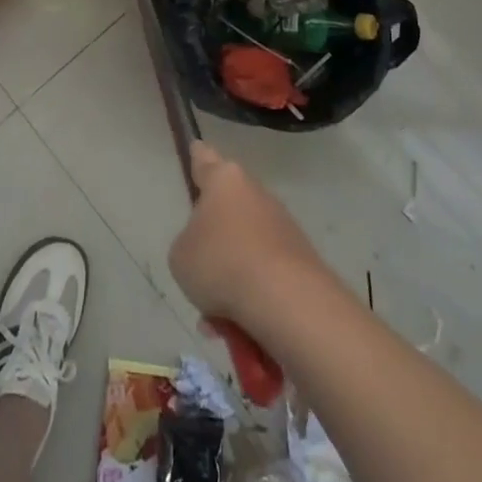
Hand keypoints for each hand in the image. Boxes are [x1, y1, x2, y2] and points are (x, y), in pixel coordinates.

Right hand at [169, 141, 330, 325]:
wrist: (287, 300)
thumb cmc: (222, 264)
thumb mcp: (180, 256)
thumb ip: (187, 244)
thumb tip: (206, 250)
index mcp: (224, 179)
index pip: (204, 158)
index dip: (197, 158)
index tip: (195, 152)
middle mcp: (255, 192)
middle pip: (228, 209)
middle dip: (215, 240)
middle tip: (199, 274)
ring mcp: (282, 224)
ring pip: (246, 247)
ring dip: (232, 276)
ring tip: (218, 319)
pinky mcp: (301, 256)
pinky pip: (265, 273)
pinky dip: (253, 296)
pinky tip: (242, 329)